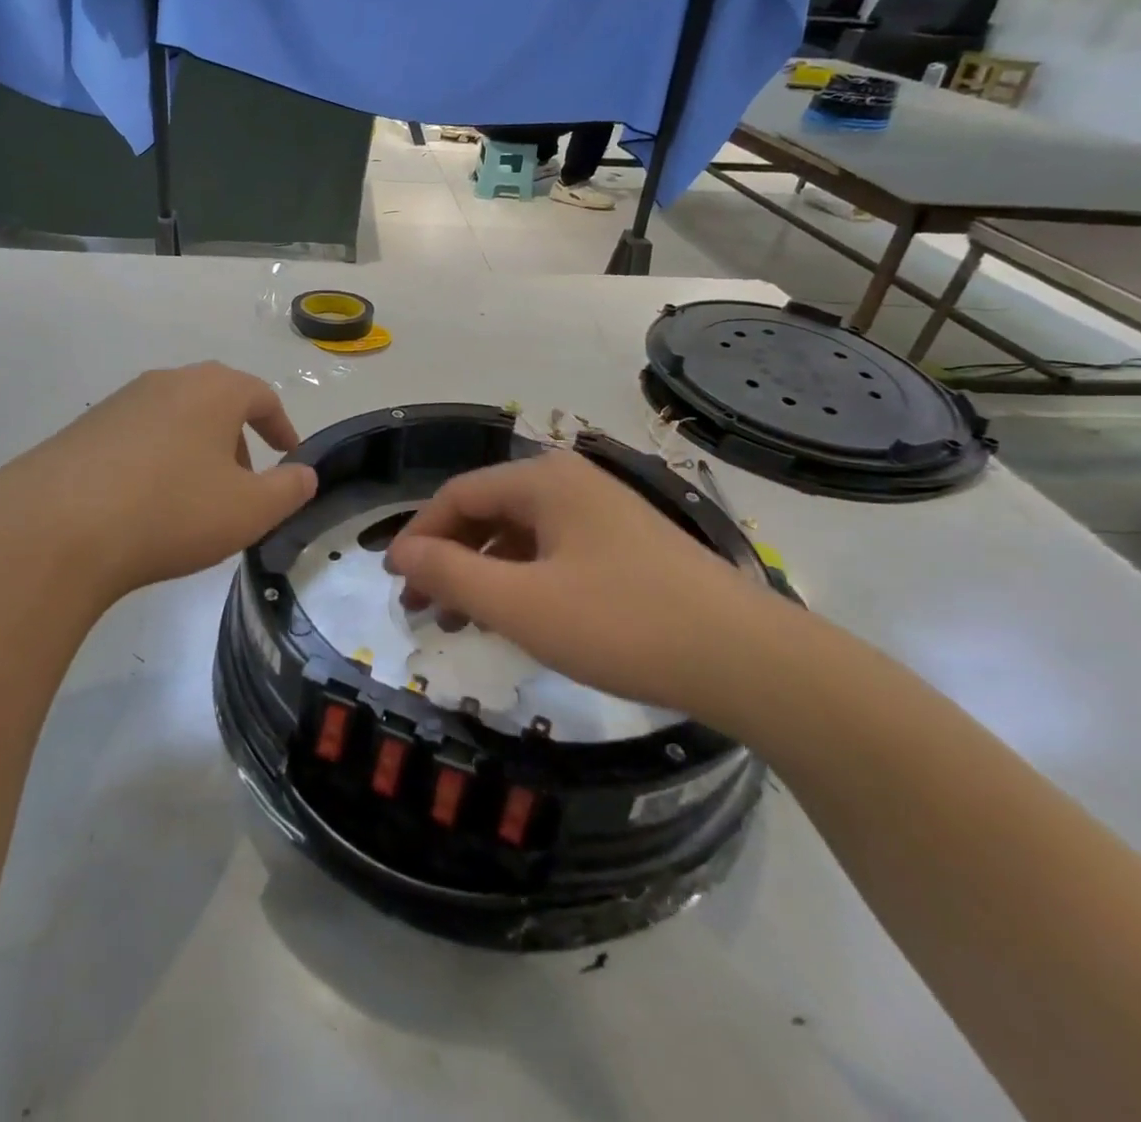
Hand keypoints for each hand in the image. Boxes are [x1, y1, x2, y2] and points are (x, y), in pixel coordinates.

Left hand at [0, 363, 317, 603]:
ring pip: (173, 420)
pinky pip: (135, 440)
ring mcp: (117, 404)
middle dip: (236, 440)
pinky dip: (154, 463)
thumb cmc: (171, 511)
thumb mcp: (249, 510)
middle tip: (243, 484)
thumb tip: (304, 474)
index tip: (289, 456)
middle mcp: (164, 383)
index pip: (260, 396)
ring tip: (194, 500)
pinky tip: (144, 506)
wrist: (55, 530)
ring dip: (194, 452)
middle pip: (214, 403)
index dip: (281, 427)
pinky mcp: (81, 432)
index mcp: (211, 390)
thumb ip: (289, 489)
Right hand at [385, 450, 786, 718]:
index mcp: (544, 481)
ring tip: (458, 619)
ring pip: (520, 534)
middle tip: (420, 606)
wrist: (747, 660)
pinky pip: (552, 552)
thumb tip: (401, 553)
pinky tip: (514, 616)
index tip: (393, 579)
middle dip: (447, 557)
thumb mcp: (520, 604)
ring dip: (481, 572)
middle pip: (487, 511)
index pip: (457, 496)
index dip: (418, 536)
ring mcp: (603, 513)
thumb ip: (450, 573)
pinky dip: (520, 580)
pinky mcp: (625, 545)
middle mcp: (571, 483)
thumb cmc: (622, 625)